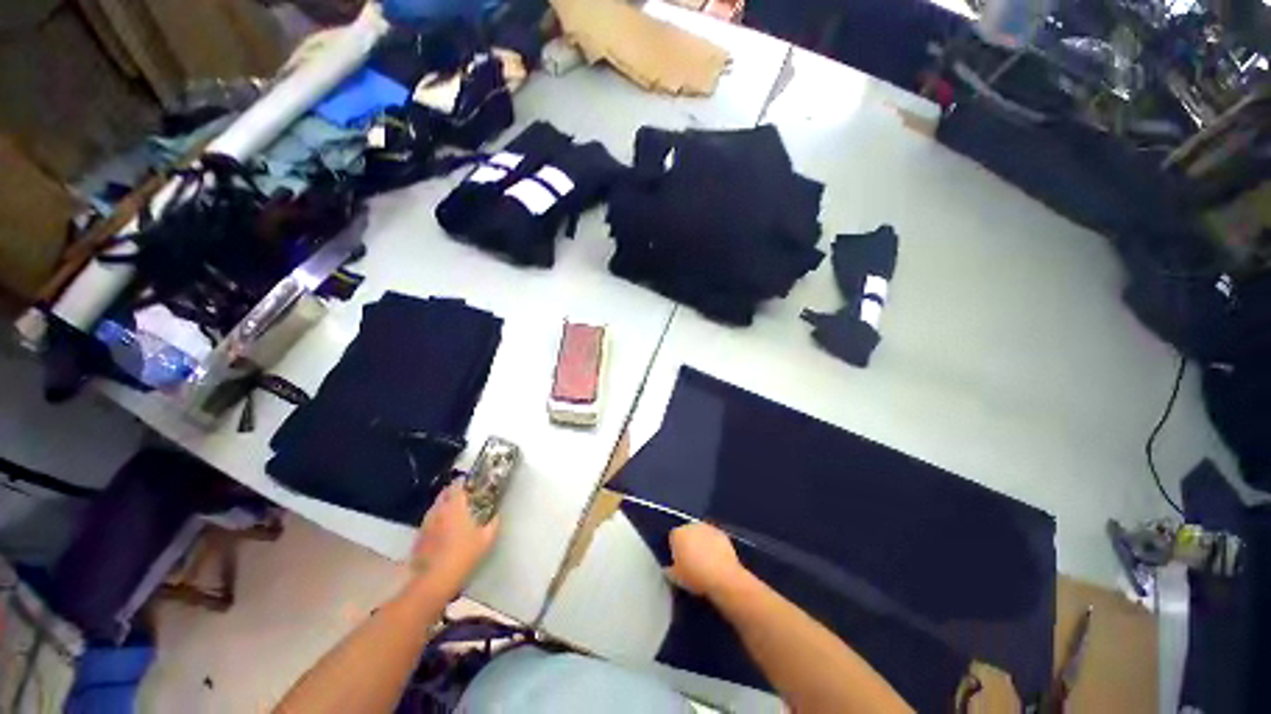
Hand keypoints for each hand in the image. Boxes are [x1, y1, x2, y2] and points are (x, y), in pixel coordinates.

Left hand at [411, 480, 498, 586]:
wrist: (435, 580)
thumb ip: (493, 523)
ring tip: (453, 514)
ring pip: (434, 508)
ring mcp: (425, 525)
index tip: (471, 483)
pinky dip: (436, 522)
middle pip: (443, 494)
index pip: (457, 485)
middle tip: (464, 497)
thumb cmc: (464, 555)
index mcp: (455, 507)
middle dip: (452, 492)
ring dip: (443, 506)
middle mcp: (438, 511)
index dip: (463, 482)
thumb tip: (497, 515)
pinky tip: (442, 532)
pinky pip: (428, 523)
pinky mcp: (418, 538)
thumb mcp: (487, 539)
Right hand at [667, 522, 749, 599]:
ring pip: (701, 534)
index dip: (675, 550)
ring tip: (705, 561)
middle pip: (687, 533)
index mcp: (677, 534)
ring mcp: (708, 528)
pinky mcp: (722, 533)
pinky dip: (713, 545)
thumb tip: (668, 568)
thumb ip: (669, 569)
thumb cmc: (695, 577)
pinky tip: (716, 559)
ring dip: (701, 542)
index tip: (679, 562)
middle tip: (691, 561)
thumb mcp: (675, 578)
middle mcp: (691, 526)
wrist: (723, 577)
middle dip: (688, 543)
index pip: (673, 538)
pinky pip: (713, 538)